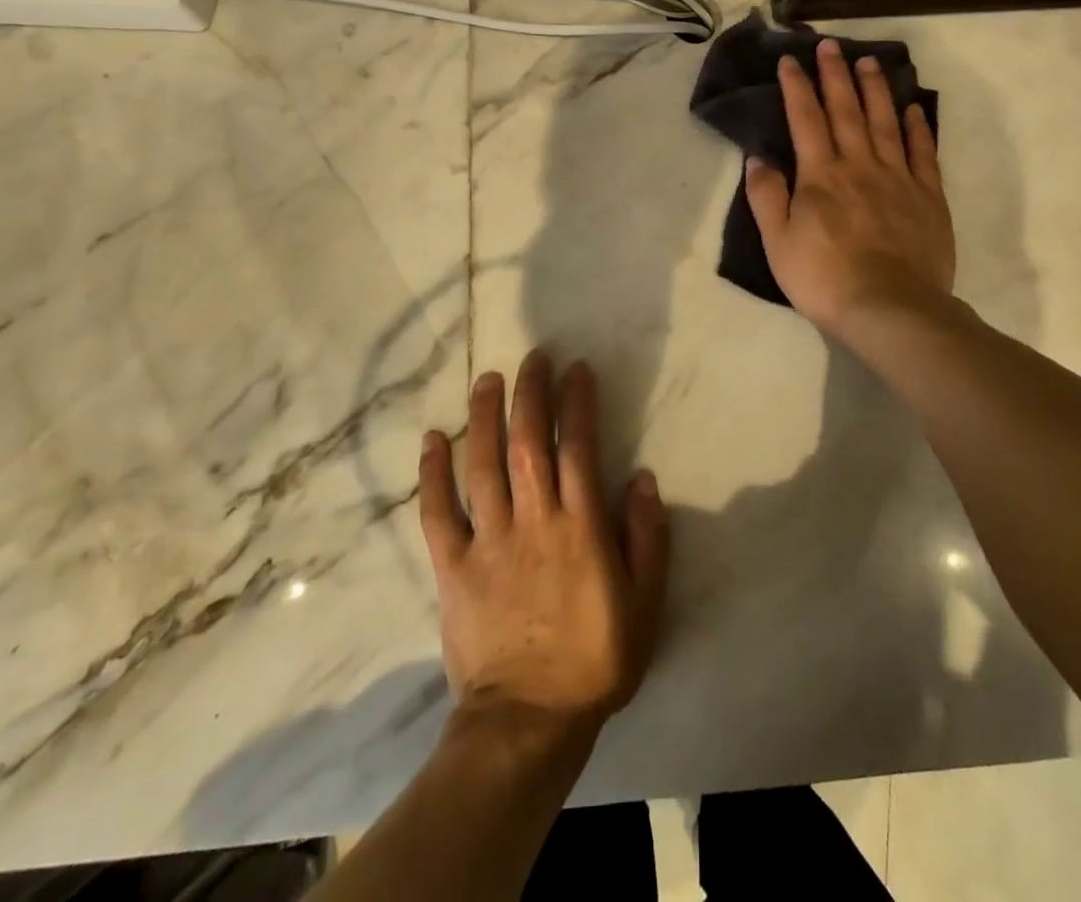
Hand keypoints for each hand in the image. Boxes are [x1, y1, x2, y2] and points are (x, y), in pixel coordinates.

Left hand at [418, 352, 669, 747]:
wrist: (527, 722)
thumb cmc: (594, 660)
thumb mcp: (645, 605)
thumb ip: (647, 539)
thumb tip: (643, 479)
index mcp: (580, 528)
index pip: (578, 448)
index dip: (577, 403)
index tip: (576, 370)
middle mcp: (533, 521)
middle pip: (528, 443)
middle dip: (530, 394)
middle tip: (533, 357)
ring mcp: (488, 542)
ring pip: (483, 466)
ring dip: (484, 417)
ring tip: (487, 379)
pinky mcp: (453, 566)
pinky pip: (437, 513)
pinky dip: (432, 474)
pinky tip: (433, 439)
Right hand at [745, 38, 955, 333]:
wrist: (890, 308)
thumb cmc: (824, 278)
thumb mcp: (777, 243)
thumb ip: (766, 197)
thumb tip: (758, 158)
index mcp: (821, 175)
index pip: (805, 119)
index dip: (796, 87)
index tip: (790, 59)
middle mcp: (860, 165)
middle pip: (846, 110)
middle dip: (836, 75)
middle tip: (831, 44)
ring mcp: (898, 178)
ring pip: (885, 122)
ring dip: (876, 89)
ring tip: (869, 61)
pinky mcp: (928, 196)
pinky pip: (923, 152)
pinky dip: (917, 127)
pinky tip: (913, 109)